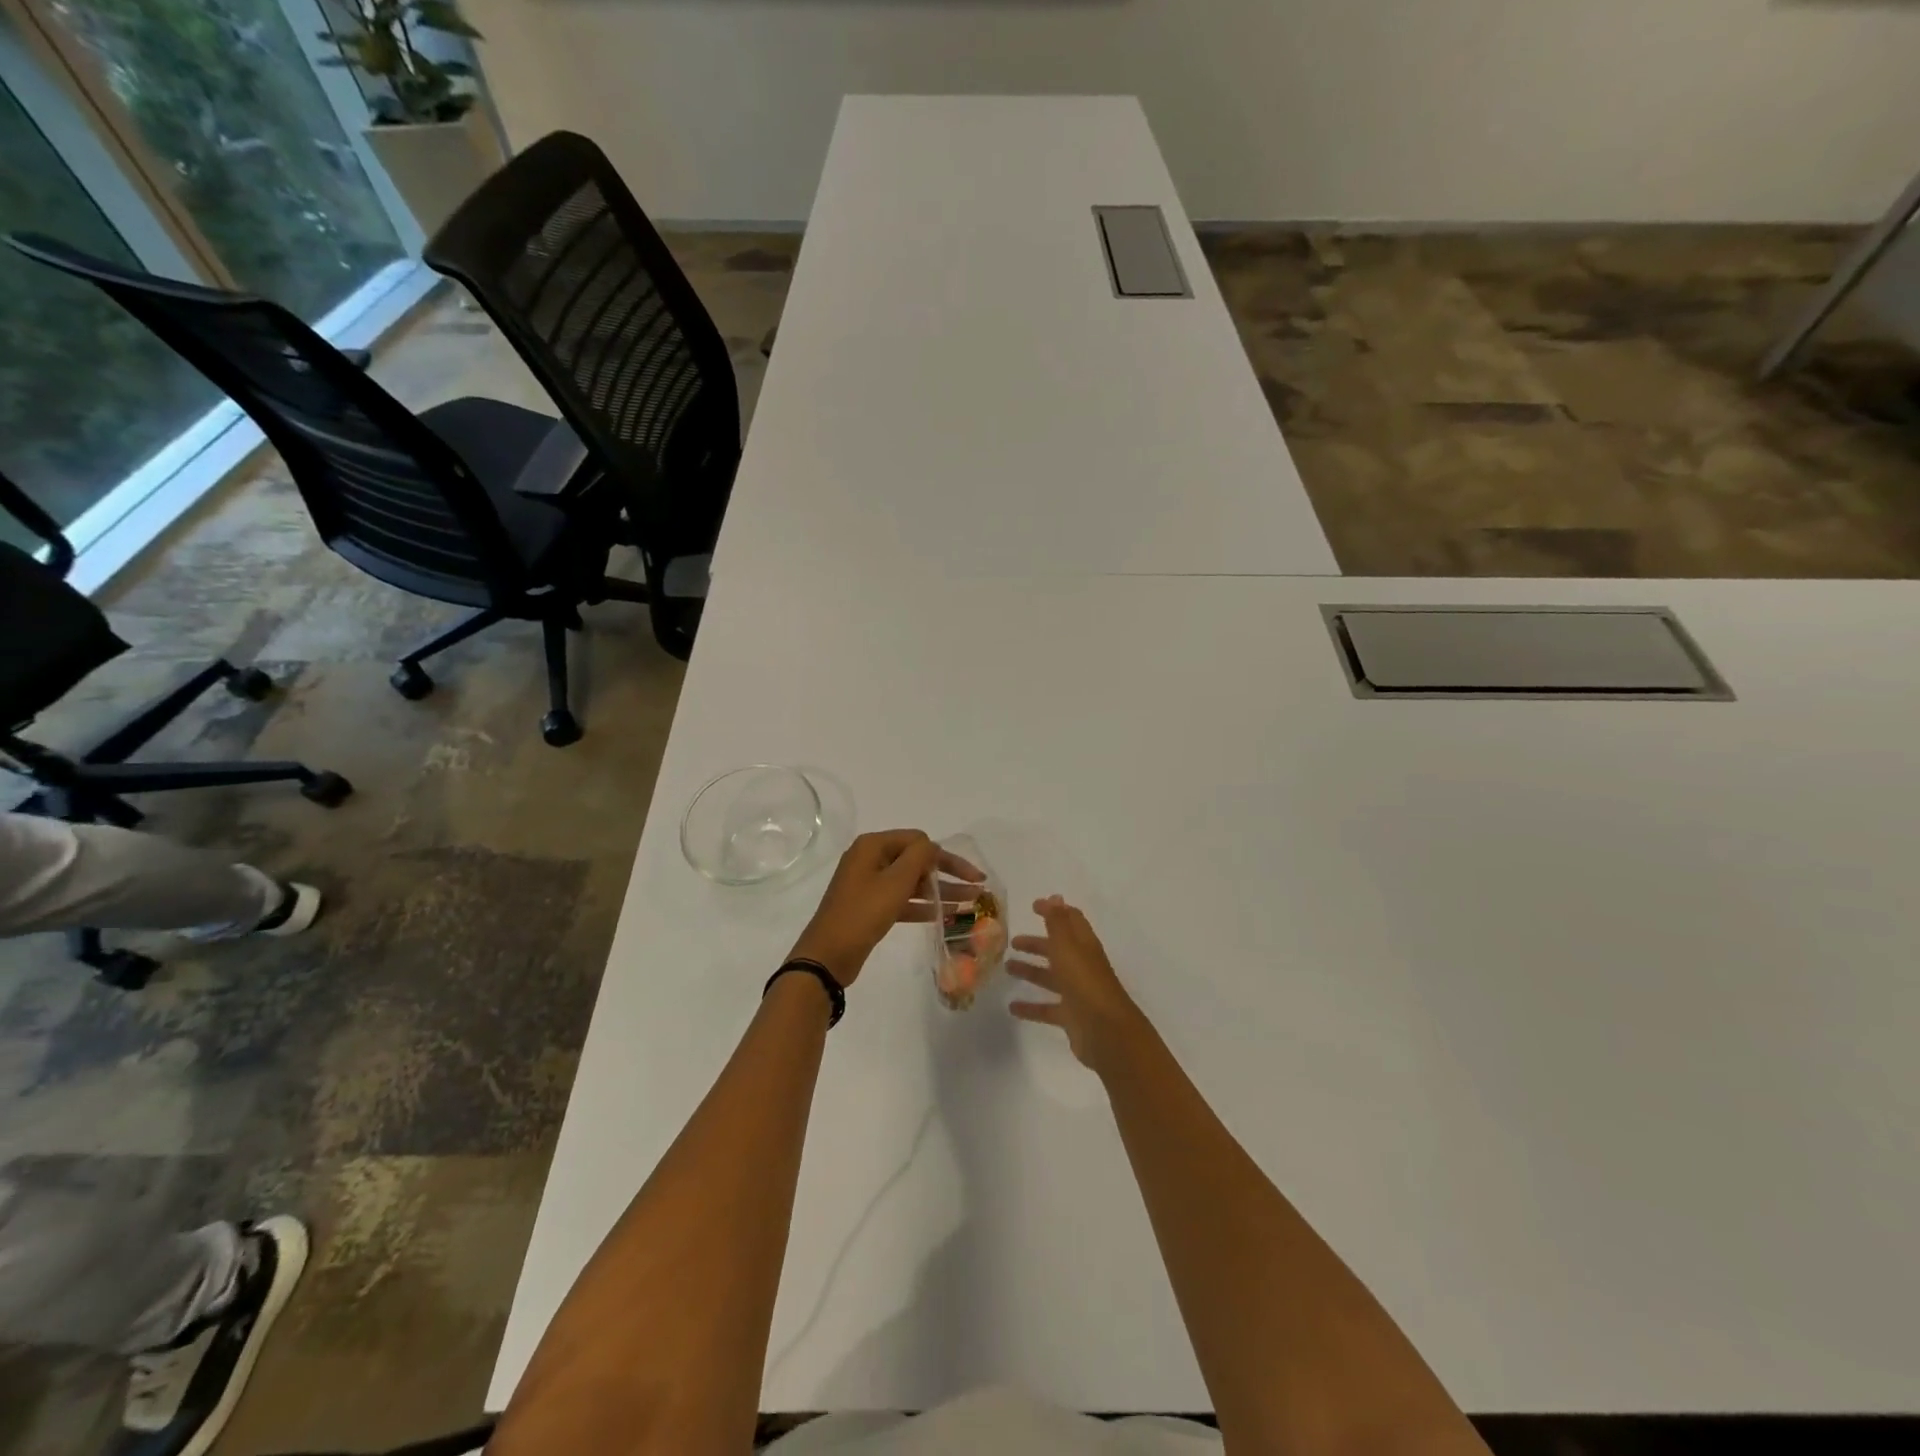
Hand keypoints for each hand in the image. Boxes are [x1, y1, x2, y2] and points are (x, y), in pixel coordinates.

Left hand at [789, 830, 983, 987]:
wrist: (828, 956)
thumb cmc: (862, 913)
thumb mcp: (895, 882)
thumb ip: (919, 858)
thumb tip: (932, 846)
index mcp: (873, 845)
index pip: (919, 841)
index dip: (947, 857)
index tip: (971, 876)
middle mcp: (870, 859)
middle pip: (917, 860)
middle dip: (947, 874)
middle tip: (978, 888)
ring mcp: (869, 884)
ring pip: (912, 882)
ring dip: (940, 891)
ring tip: (970, 904)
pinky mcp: (871, 907)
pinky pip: (903, 900)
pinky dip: (923, 906)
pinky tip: (947, 916)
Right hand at [1008, 896, 1146, 1073]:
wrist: (1107, 1032)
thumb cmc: (1085, 982)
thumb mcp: (1067, 947)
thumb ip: (1057, 922)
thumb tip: (1054, 896)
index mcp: (1084, 945)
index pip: (1070, 921)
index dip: (1054, 911)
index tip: (1033, 906)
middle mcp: (1081, 966)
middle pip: (1058, 949)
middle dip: (1037, 943)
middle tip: (1012, 941)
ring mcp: (1077, 992)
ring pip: (1050, 977)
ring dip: (1030, 971)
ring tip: (1007, 968)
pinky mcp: (1071, 1017)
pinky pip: (1047, 1008)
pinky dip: (1030, 1007)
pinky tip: (1012, 1008)